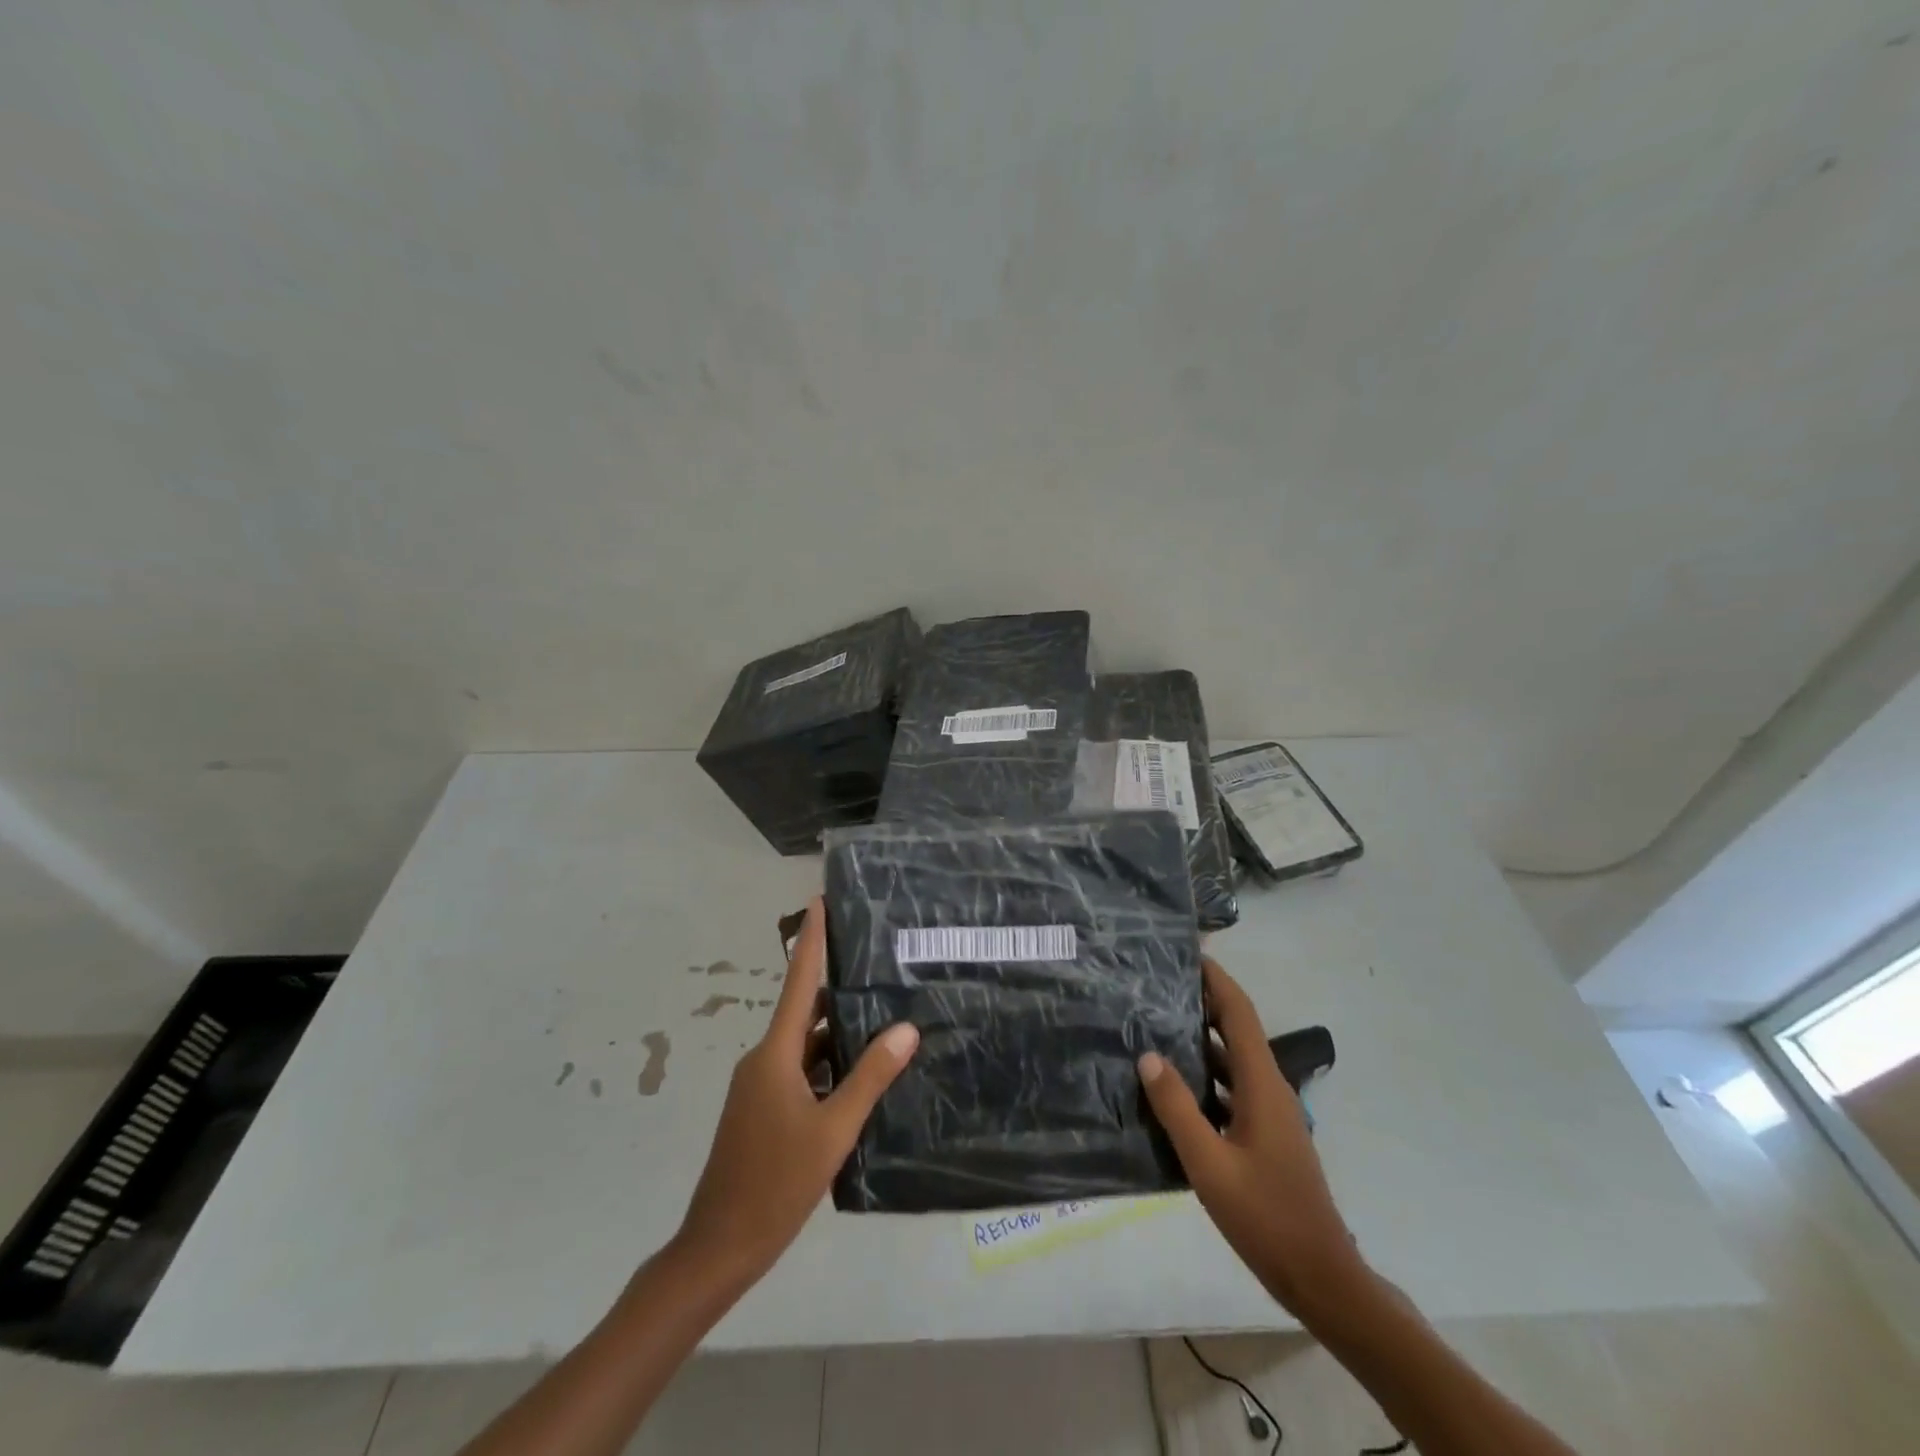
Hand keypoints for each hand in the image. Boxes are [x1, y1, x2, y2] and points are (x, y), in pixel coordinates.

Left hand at [673, 897, 918, 1286]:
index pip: (799, 981)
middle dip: (839, 985)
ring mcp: (761, 1087)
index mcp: (775, 1054)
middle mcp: (765, 1059)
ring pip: (806, 1044)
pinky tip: (862, 1073)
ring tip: (884, 1014)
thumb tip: (906, 1028)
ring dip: (839, 1031)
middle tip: (880, 963)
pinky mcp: (764, 1110)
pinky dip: (829, 1063)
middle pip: (805, 1009)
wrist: (719, 1247)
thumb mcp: (833, 1130)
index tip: (819, 901)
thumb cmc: (775, 1183)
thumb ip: (870, 1077)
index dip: (811, 939)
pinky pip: (801, 1071)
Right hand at [1138, 958, 1360, 1311]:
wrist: (1320, 1276)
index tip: (1186, 953)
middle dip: (1203, 1000)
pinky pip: (1232, 1086)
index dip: (1216, 979)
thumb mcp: (1210, 1164)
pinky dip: (1206, 1072)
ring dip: (1202, 1036)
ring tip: (1157, 1022)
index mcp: (1262, 1084)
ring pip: (1233, 1058)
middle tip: (1158, 983)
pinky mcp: (1264, 1133)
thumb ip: (1177, 1108)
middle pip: (1237, 1028)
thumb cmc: (1266, 1217)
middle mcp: (1269, 1087)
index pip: (1239, 1013)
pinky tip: (1174, 1082)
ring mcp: (1269, 1112)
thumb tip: (1148, 1054)